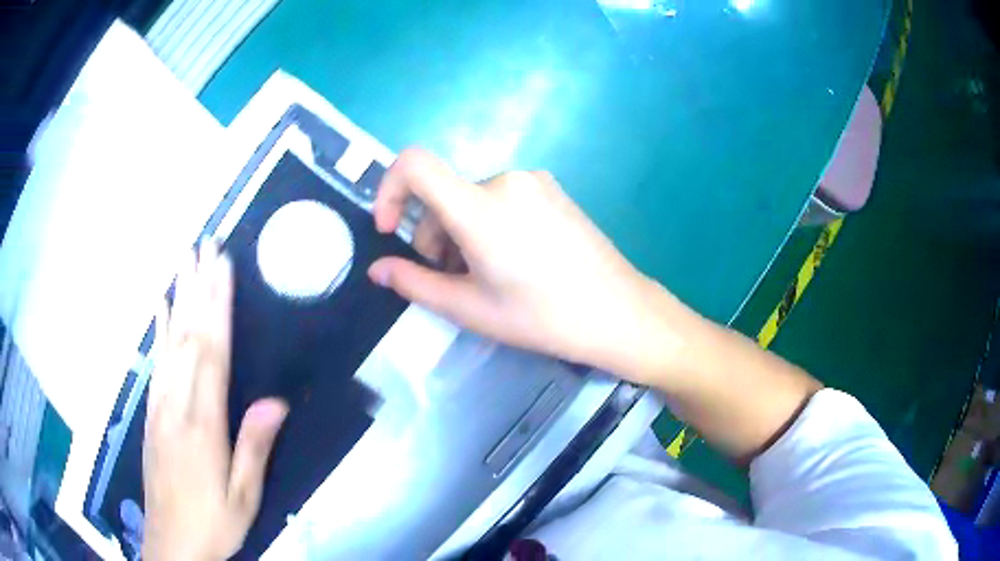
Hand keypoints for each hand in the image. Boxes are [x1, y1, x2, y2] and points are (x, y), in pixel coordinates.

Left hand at [143, 244, 287, 560]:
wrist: (172, 542)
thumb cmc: (214, 522)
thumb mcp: (244, 496)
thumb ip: (254, 447)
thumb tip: (275, 401)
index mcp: (203, 424)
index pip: (211, 353)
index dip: (217, 307)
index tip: (223, 267)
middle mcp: (177, 404)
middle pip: (187, 336)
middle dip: (197, 287)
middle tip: (205, 245)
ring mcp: (159, 405)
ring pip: (170, 342)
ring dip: (178, 297)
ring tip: (185, 261)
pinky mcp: (151, 412)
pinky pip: (155, 362)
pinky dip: (158, 329)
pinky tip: (160, 307)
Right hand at [367, 148, 687, 383]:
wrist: (619, 312)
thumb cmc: (541, 317)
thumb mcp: (470, 308)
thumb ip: (415, 283)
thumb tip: (376, 269)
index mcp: (479, 207)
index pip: (413, 164)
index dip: (389, 189)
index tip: (390, 229)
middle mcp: (504, 179)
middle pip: (443, 193)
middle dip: (432, 234)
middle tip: (452, 277)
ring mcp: (533, 181)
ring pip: (471, 198)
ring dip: (461, 232)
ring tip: (485, 275)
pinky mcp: (552, 189)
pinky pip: (501, 197)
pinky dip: (488, 223)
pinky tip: (513, 259)